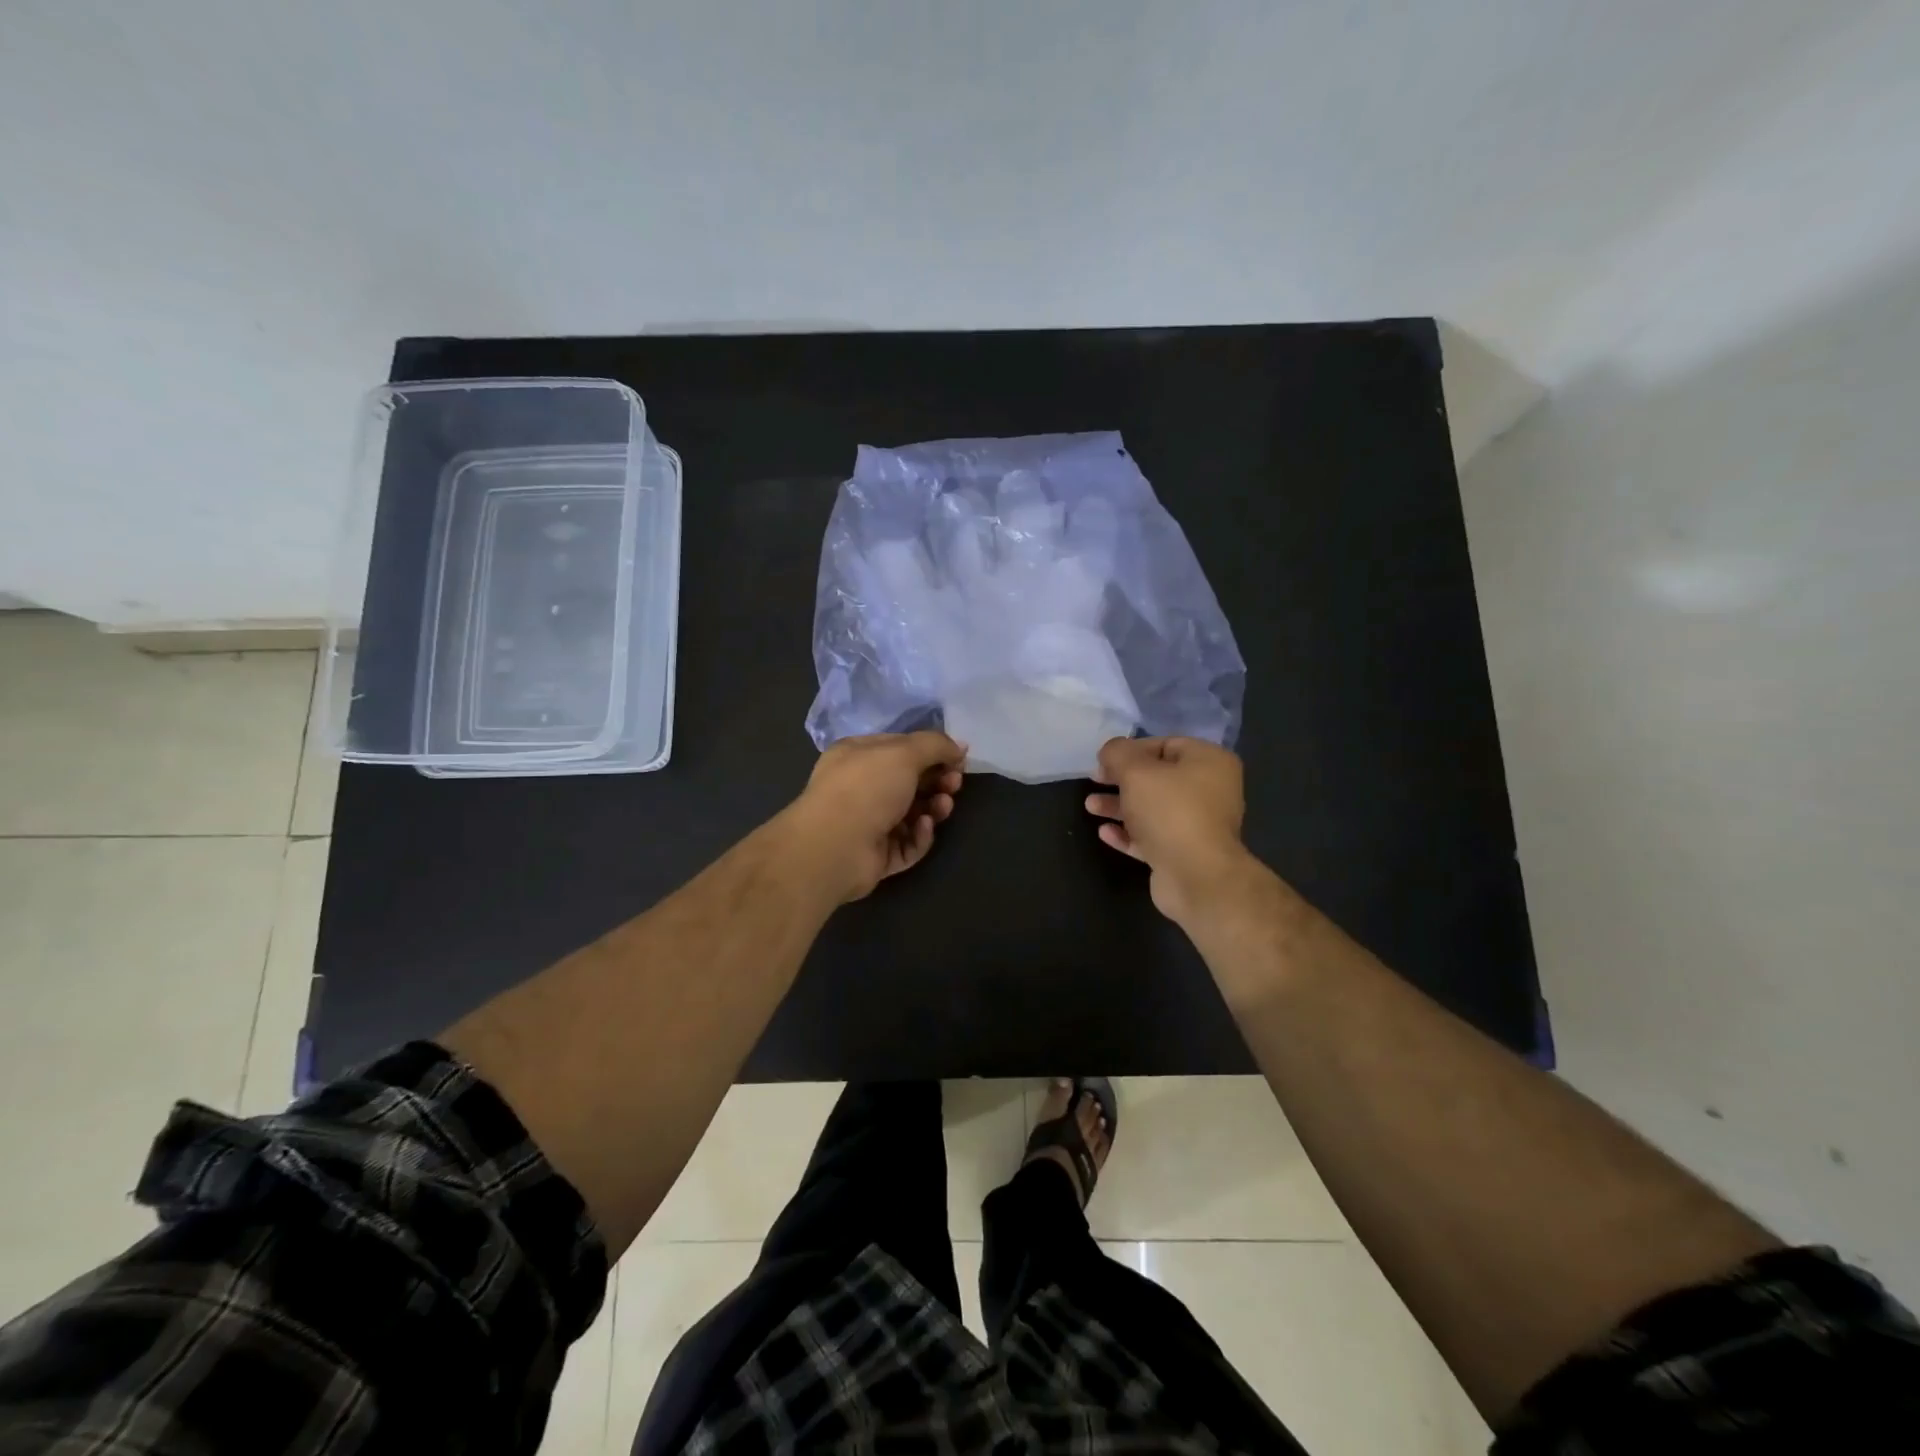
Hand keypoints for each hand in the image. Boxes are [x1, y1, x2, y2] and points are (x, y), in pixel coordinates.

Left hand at [787, 732, 966, 901]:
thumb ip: (935, 745)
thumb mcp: (904, 753)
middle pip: (909, 782)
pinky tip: (923, 827)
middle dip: (937, 780)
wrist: (835, 846)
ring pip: (912, 814)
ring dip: (933, 807)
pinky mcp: (877, 856)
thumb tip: (960, 746)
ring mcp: (868, 824)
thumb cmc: (867, 788)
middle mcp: (860, 788)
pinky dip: (920, 835)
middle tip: (954, 783)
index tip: (958, 759)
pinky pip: (907, 844)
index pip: (900, 748)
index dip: (931, 752)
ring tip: (943, 806)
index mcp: (858, 756)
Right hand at [1085, 736, 1250, 923]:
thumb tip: (1111, 750)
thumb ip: (1118, 753)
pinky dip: (1129, 833)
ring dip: (1120, 806)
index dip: (1131, 749)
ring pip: (1153, 808)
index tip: (1103, 760)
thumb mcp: (1136, 772)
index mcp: (1209, 762)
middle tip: (1094, 781)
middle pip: (1158, 778)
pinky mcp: (1185, 853)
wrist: (1197, 877)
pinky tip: (1105, 833)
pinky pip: (1153, 836)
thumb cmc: (1170, 812)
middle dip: (1121, 780)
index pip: (1165, 744)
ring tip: (1090, 807)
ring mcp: (1199, 824)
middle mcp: (1210, 790)